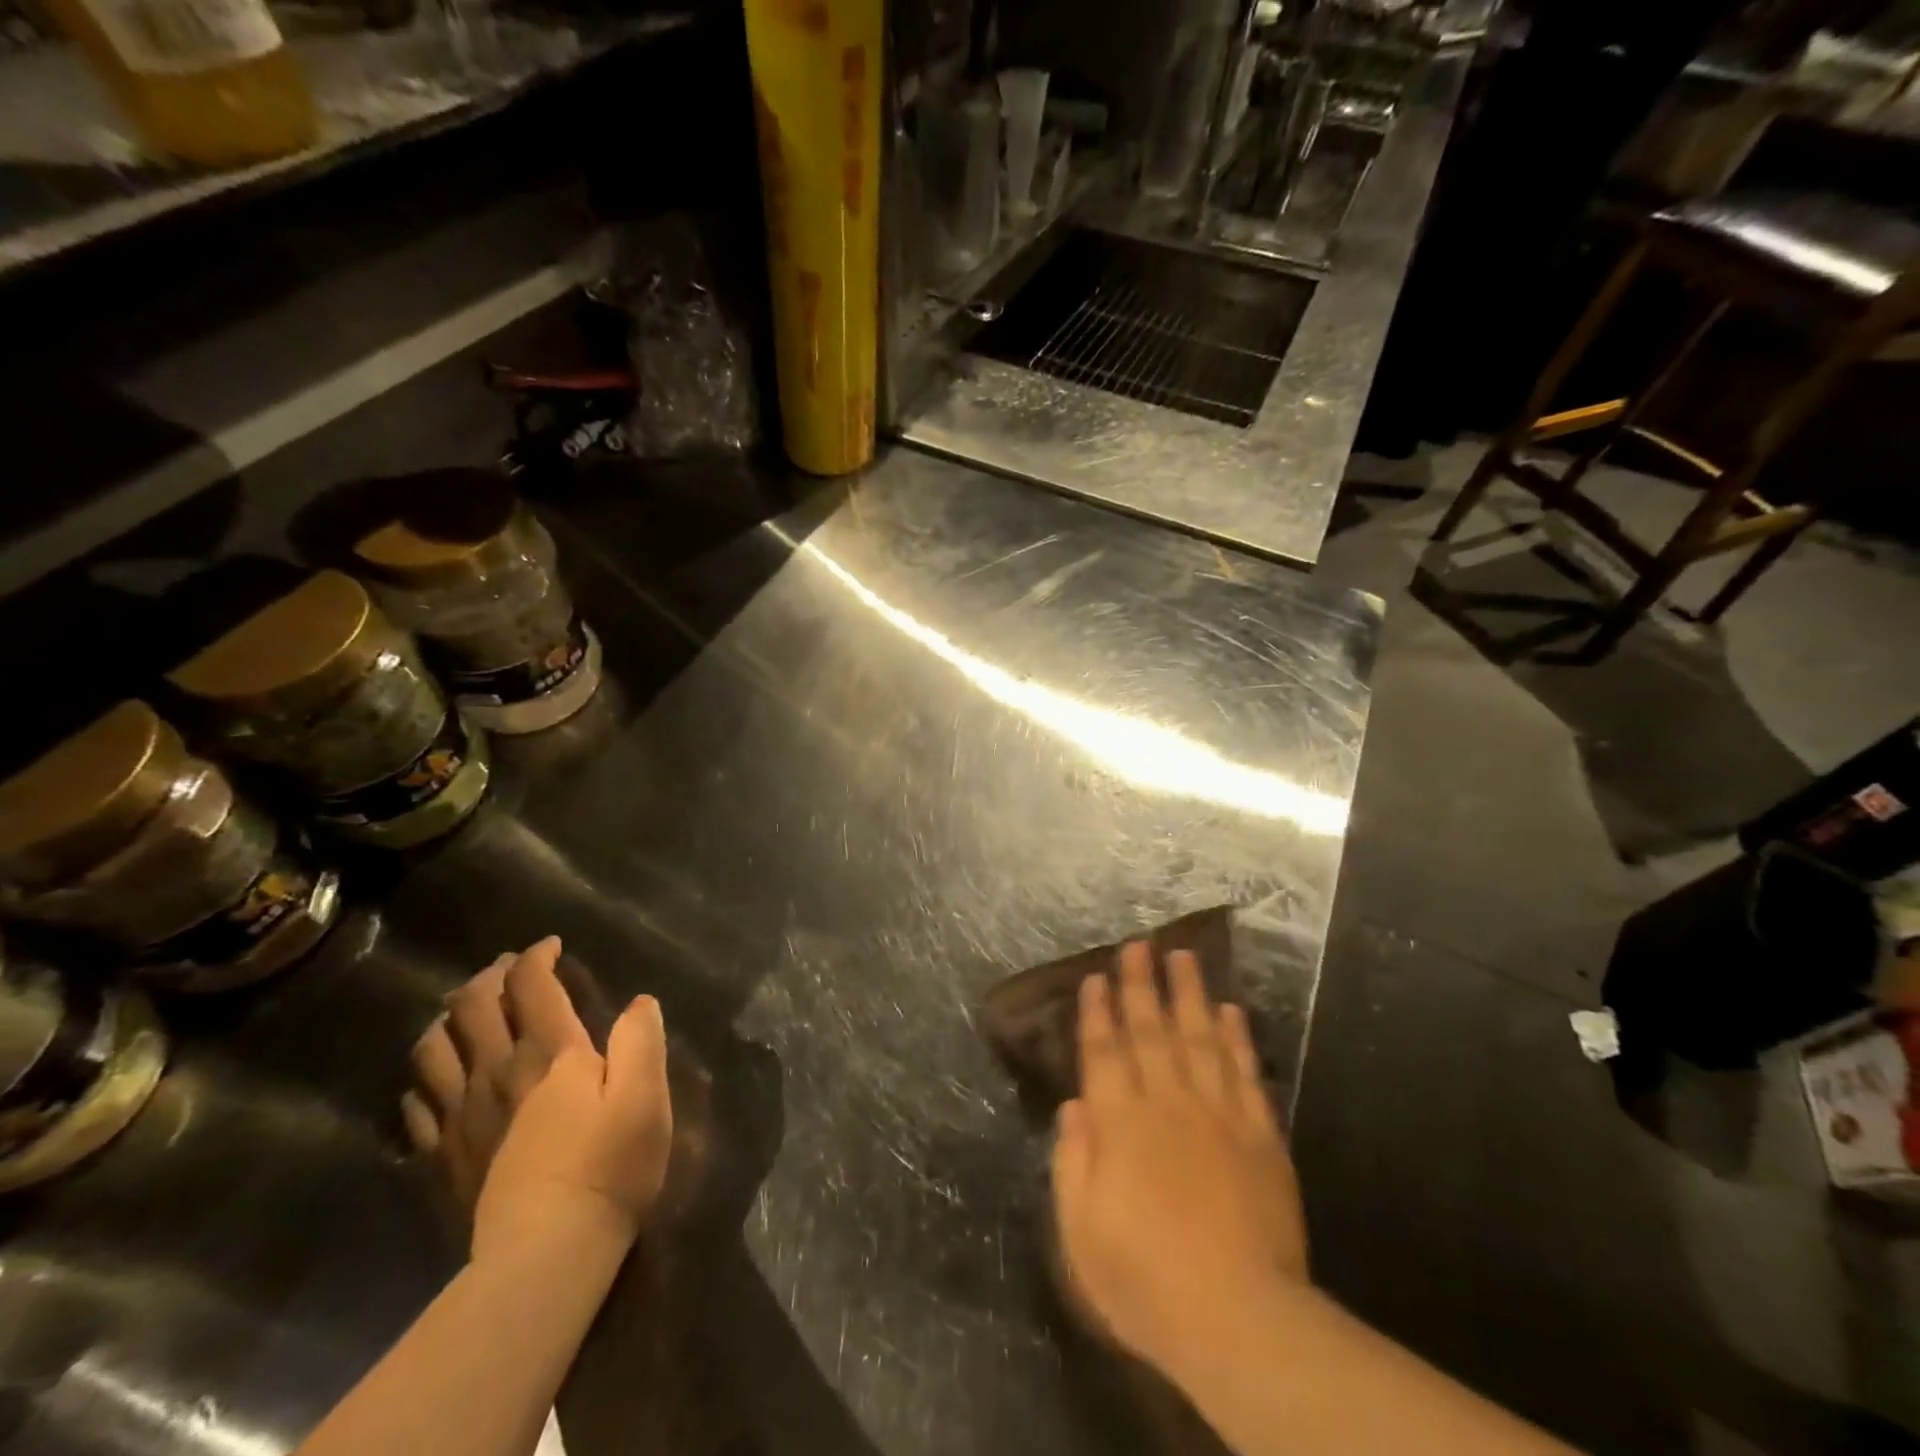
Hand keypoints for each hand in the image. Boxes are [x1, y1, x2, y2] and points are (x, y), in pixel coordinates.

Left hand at [403, 938, 673, 1259]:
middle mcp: (496, 1071)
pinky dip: (427, 1078)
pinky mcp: (441, 1156)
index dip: (537, 956)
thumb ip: (641, 1040)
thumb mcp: (646, 1097)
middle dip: (489, 976)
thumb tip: (638, 1003)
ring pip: (433, 1047)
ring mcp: (461, 1115)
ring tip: (467, 1016)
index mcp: (550, 1053)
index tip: (552, 947)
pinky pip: (417, 1103)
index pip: (530, 984)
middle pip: (471, 1005)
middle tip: (510, 972)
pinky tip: (440, 1082)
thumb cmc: (608, 1167)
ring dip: (448, 1019)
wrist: (545, 1254)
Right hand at [1050, 941, 1308, 1384]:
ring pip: (1200, 1038)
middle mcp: (1167, 1105)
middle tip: (1139, 944)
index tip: (1096, 976)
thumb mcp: (1081, 1233)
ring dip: (1190, 993)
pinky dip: (1237, 1038)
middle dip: (1142, 984)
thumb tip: (1074, 1106)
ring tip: (1184, 955)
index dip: (1098, 1012)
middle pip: (1151, 1031)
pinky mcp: (1259, 1136)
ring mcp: (1218, 1116)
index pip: (1104, 1053)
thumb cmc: (1146, 1282)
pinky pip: (1245, 1074)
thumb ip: (1072, 1162)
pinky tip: (1231, 1010)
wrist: (1241, 1323)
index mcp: (1120, 1126)